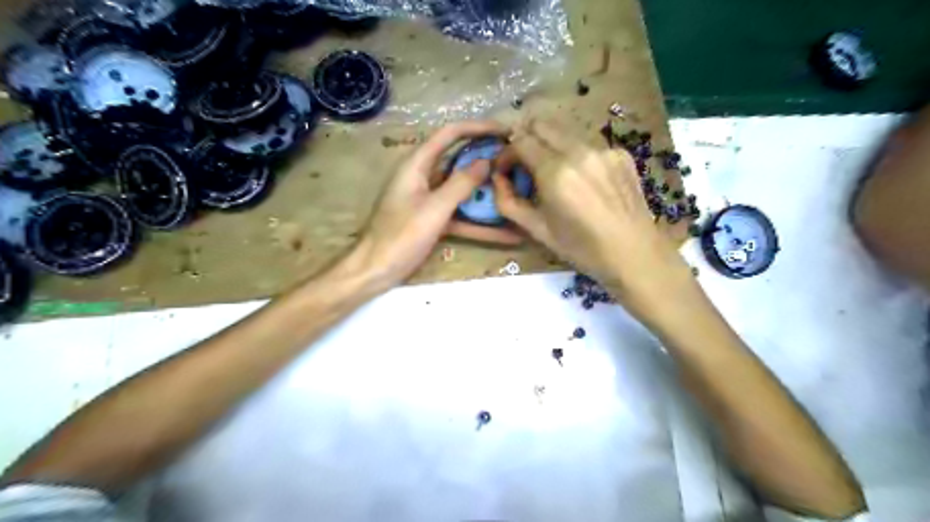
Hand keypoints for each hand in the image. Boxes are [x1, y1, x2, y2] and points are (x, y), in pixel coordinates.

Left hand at [349, 121, 521, 287]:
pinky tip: (506, 234)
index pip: (450, 134)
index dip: (478, 128)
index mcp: (417, 164)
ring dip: (486, 190)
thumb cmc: (400, 236)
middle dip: (486, 158)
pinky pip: (460, 214)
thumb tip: (487, 161)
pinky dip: (480, 222)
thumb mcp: (434, 209)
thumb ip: (461, 184)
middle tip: (515, 160)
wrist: (375, 270)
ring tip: (516, 189)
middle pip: (458, 159)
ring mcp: (428, 199)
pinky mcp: (433, 219)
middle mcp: (423, 176)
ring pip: (462, 188)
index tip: (506, 131)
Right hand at [493, 120, 696, 319]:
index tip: (505, 171)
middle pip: (541, 124)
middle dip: (526, 140)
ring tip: (553, 174)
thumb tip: (497, 178)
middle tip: (525, 165)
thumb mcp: (537, 230)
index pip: (520, 141)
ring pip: (565, 131)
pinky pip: (588, 143)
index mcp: (556, 173)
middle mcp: (580, 151)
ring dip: (550, 146)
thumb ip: (508, 202)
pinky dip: (575, 155)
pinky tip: (583, 181)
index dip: (506, 153)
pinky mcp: (621, 153)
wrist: (635, 254)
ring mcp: (604, 149)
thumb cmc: (582, 248)